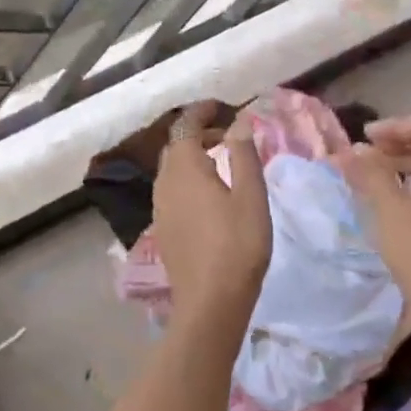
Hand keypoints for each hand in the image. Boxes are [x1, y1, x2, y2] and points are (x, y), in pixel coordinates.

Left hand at [152, 102, 270, 316]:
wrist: (210, 304)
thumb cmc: (237, 246)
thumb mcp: (251, 196)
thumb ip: (243, 155)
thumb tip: (239, 122)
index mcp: (184, 169)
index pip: (184, 126)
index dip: (200, 112)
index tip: (219, 106)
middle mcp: (164, 183)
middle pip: (175, 147)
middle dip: (197, 134)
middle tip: (227, 135)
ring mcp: (159, 208)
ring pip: (171, 170)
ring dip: (192, 157)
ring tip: (221, 162)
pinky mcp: (163, 229)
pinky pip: (171, 190)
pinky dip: (188, 179)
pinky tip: (209, 195)